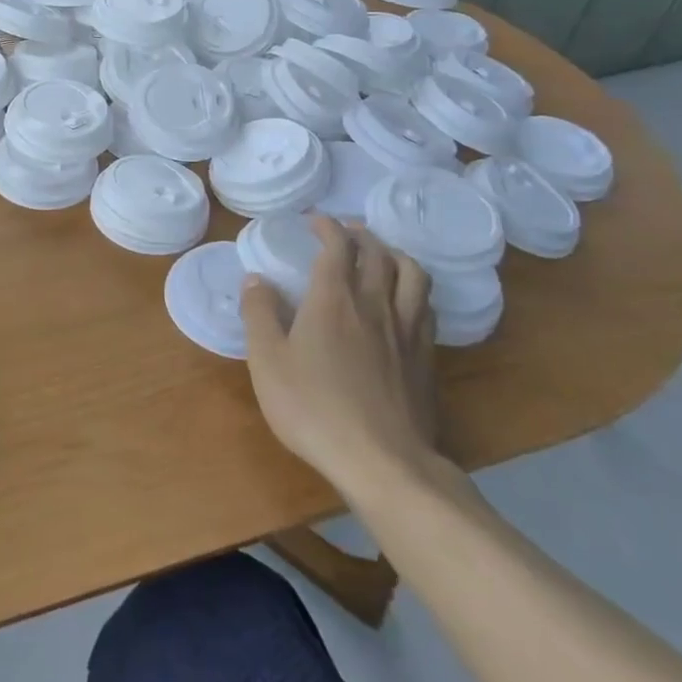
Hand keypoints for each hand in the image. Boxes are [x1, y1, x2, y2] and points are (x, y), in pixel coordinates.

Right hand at [241, 217, 440, 506]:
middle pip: (378, 254)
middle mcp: (374, 304)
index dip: (327, 227)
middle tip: (346, 231)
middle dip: (361, 235)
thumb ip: (259, 314)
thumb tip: (255, 279)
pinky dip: (414, 290)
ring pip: (413, 275)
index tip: (315, 220)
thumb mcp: (267, 361)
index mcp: (333, 300)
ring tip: (382, 255)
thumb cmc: (313, 407)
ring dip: (395, 255)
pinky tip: (406, 301)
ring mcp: (406, 331)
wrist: (383, 461)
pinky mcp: (426, 359)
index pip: (337, 247)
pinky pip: (426, 307)